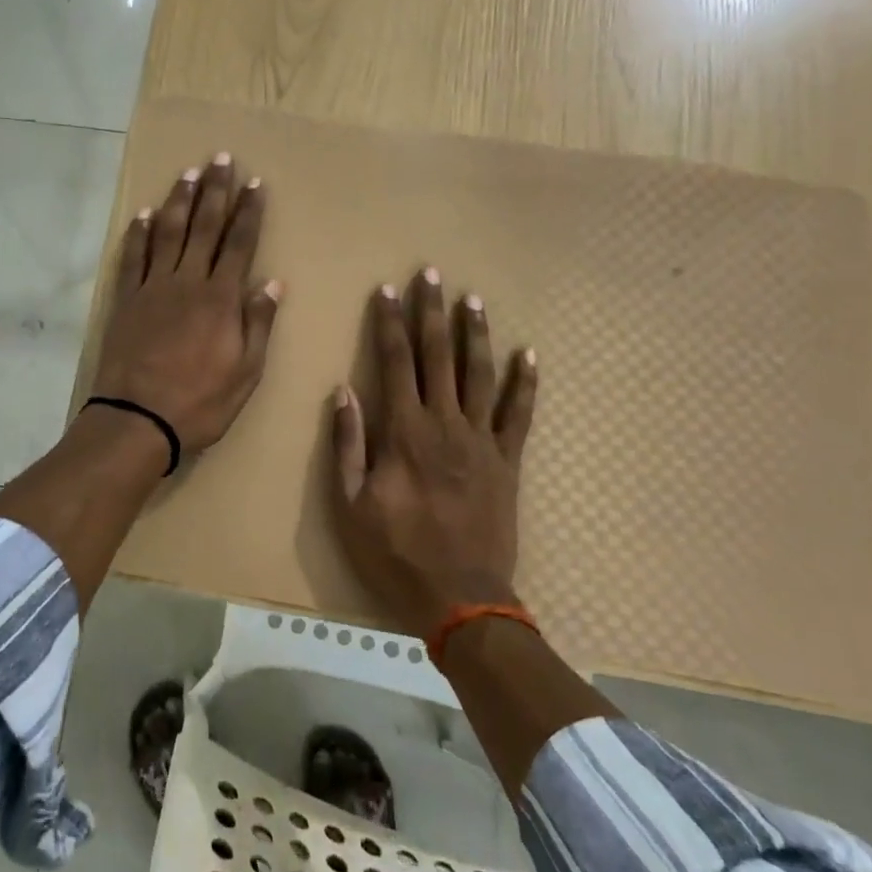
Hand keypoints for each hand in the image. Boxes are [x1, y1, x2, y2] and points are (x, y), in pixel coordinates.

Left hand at [91, 152, 281, 455]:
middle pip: (203, 227)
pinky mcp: (126, 301)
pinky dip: (137, 234)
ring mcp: (152, 288)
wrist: (137, 419)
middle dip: (215, 191)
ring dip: (179, 201)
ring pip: (167, 233)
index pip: (239, 244)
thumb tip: (273, 282)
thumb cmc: (200, 402)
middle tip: (221, 159)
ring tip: (188, 174)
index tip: (255, 183)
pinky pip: (133, 258)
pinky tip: (142, 215)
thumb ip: (258, 323)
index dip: (248, 212)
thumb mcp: (246, 372)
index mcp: (220, 298)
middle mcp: (187, 282)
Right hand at [330, 268, 538, 640]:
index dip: (390, 323)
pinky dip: (525, 383)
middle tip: (432, 275)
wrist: (460, 597)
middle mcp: (445, 424)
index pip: (395, 362)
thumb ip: (348, 444)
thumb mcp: (351, 503)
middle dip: (432, 312)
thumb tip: (343, 391)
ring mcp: (481, 440)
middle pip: (438, 356)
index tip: (388, 290)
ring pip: (479, 374)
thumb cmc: (396, 551)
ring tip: (472, 299)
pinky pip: (519, 414)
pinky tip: (527, 355)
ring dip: (475, 334)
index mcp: (404, 431)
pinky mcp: (508, 460)